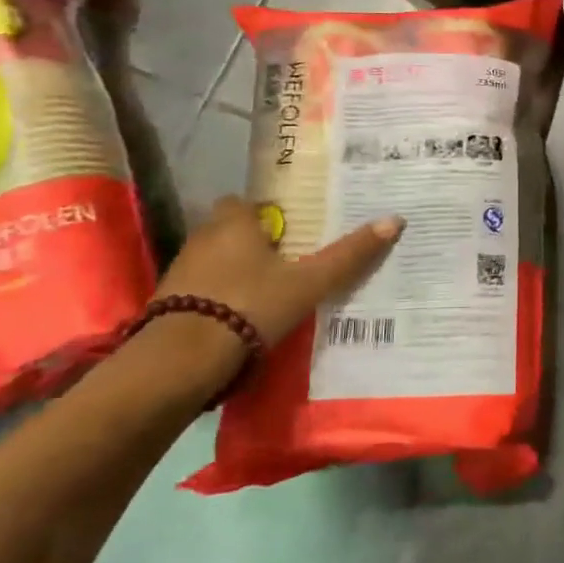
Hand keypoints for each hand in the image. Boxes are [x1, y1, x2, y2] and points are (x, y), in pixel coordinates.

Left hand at [157, 196, 402, 346]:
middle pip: (230, 230)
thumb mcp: (309, 283)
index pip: (245, 202)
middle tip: (287, 262)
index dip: (266, 214)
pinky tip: (241, 316)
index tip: (291, 231)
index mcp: (233, 223)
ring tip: (269, 291)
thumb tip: (395, 220)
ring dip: (235, 270)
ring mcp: (181, 270)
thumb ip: (349, 255)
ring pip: (214, 259)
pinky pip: (201, 288)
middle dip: (253, 242)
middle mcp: (202, 237)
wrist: (182, 360)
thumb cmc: (250, 306)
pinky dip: (219, 296)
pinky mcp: (168, 303)